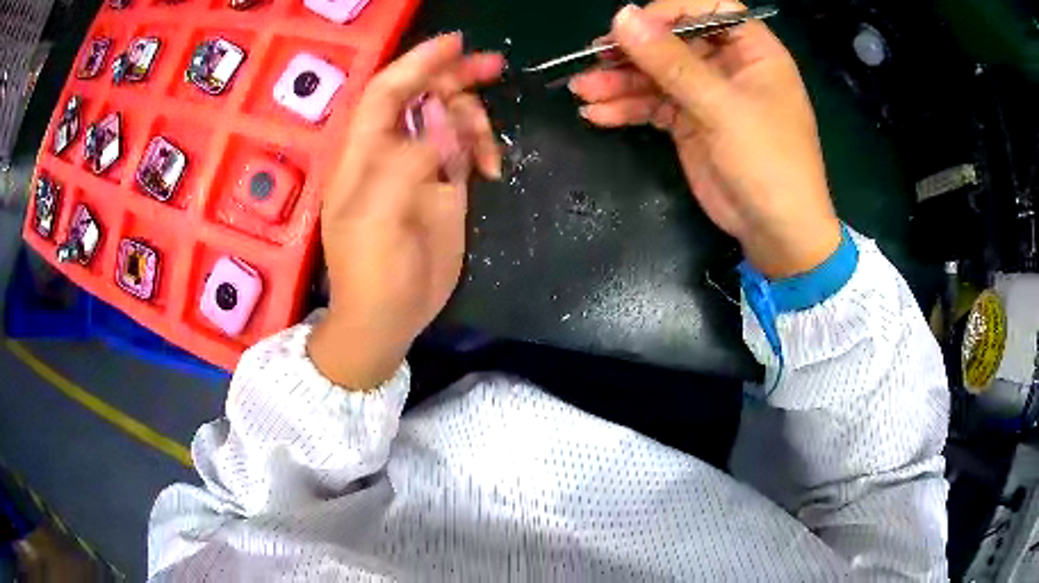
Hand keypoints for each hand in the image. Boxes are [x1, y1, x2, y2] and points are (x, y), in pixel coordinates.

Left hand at [308, 34, 503, 389]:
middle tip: (494, 67)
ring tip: (486, 152)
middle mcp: (390, 149)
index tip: (455, 43)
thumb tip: (441, 122)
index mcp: (363, 152)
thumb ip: (405, 164)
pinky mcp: (444, 185)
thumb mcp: (378, 221)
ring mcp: (419, 166)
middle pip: (422, 96)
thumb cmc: (371, 273)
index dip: (417, 63)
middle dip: (455, 77)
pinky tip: (491, 168)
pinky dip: (482, 146)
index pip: (387, 92)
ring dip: (474, 120)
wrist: (388, 317)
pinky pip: (466, 146)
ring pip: (449, 118)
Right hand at [570, 1, 841, 278]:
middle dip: (633, 51)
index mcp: (752, 51)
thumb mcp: (721, 106)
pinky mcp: (690, 124)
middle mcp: (728, 66)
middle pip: (673, 41)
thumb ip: (670, 60)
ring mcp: (707, 96)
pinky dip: (626, 108)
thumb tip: (622, 16)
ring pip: (657, 75)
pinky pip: (653, 106)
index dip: (669, 13)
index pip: (707, 11)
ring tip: (582, 91)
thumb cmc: (768, 161)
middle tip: (593, 59)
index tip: (631, 27)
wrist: (776, 233)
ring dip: (619, 82)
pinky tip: (597, 114)